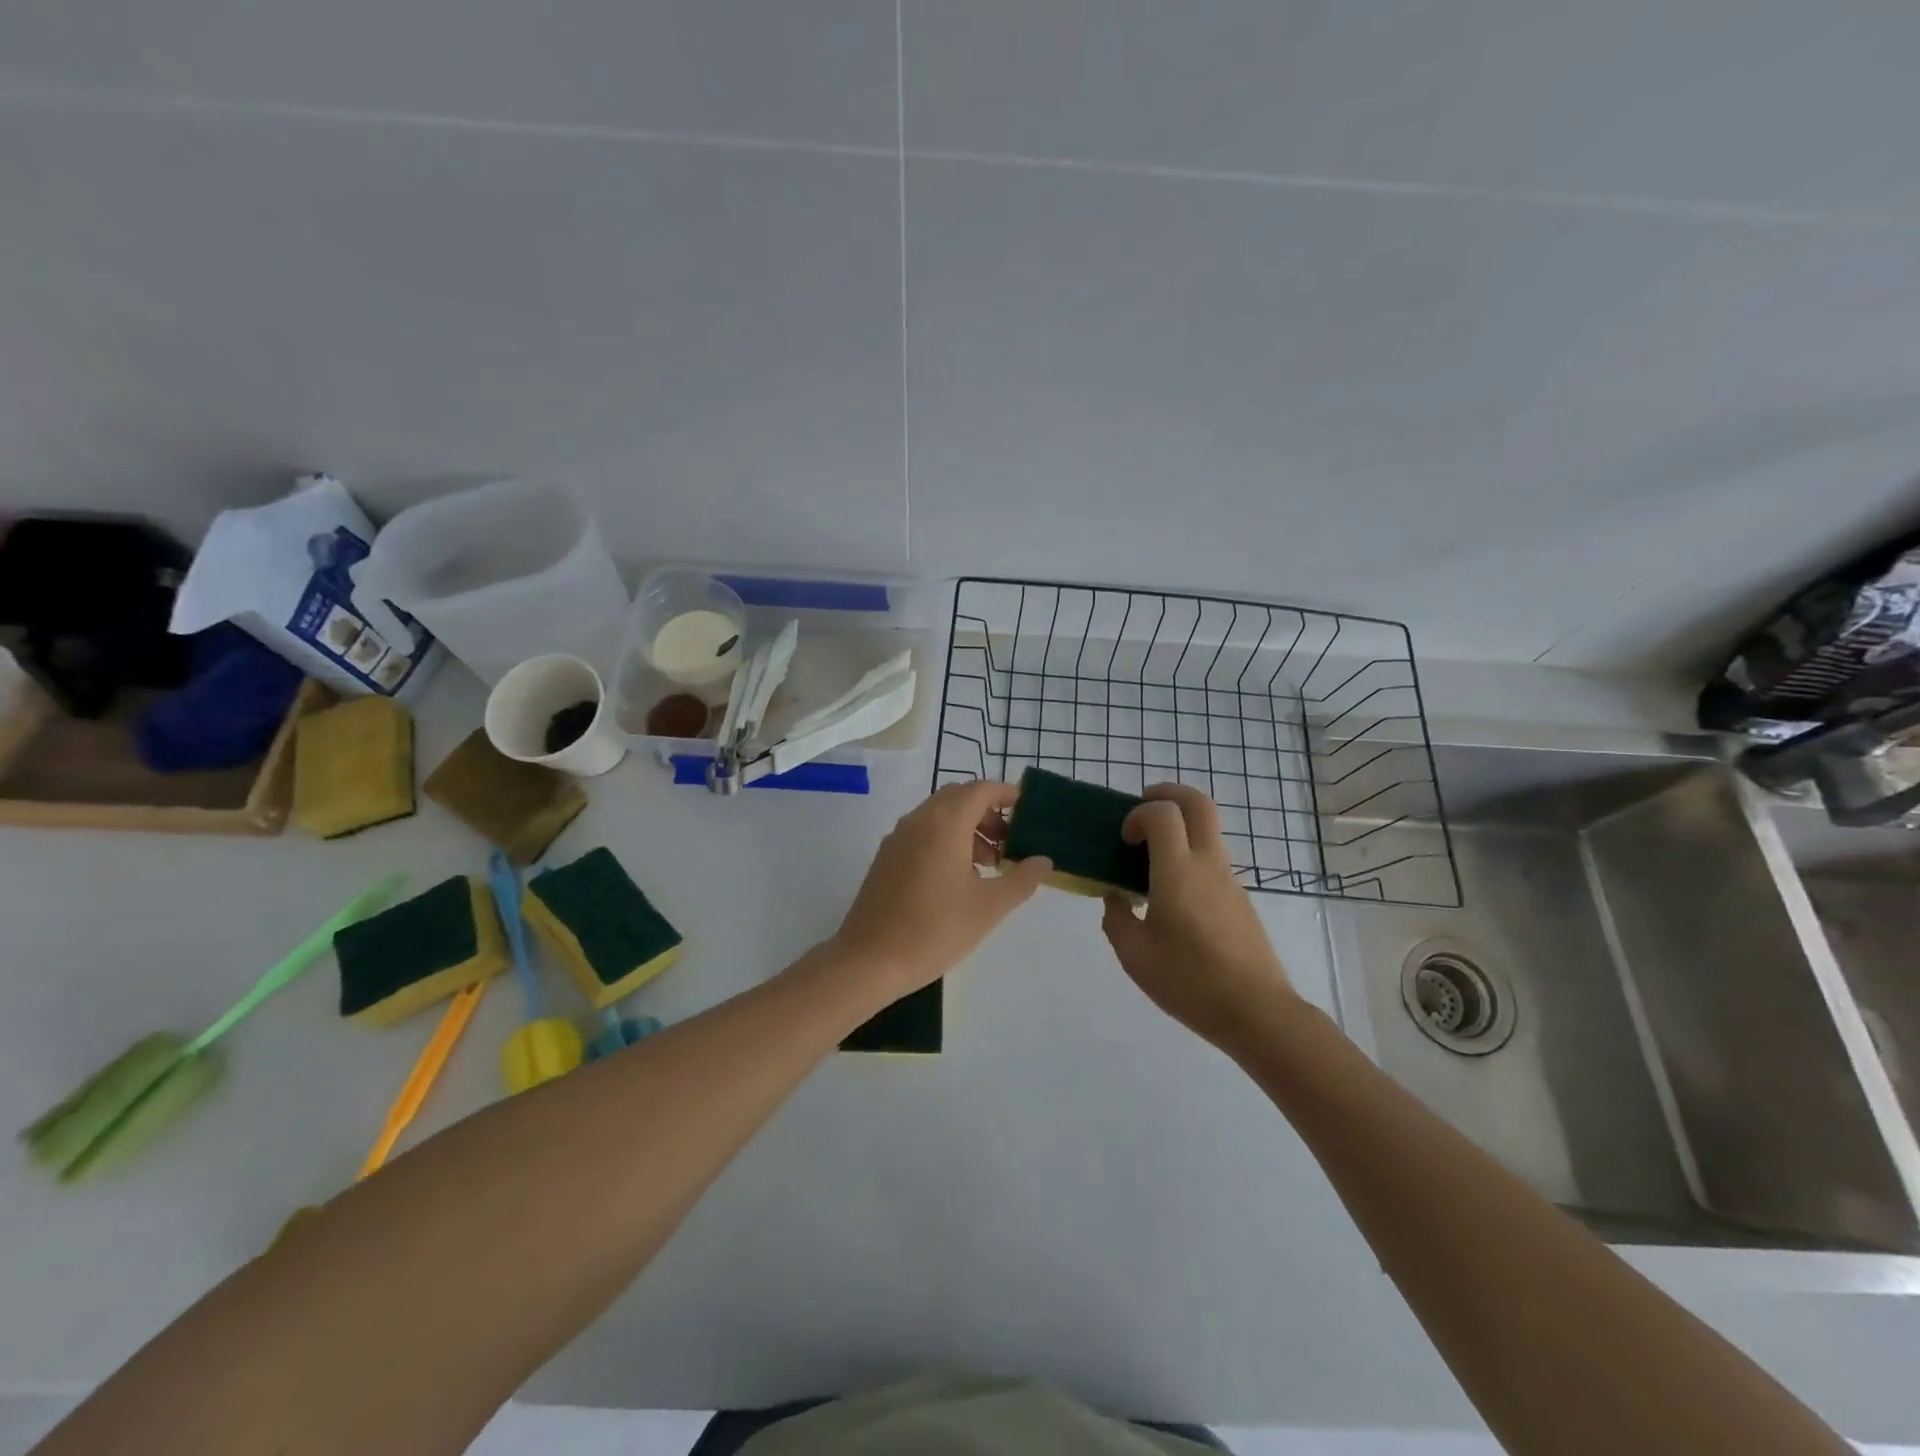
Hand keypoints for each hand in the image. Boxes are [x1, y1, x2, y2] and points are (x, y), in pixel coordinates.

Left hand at [830, 781, 1052, 997]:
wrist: (869, 960)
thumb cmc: (935, 930)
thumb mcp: (989, 908)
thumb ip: (1021, 880)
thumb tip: (1043, 861)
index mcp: (945, 823)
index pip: (980, 789)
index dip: (1006, 794)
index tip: (1027, 810)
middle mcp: (919, 820)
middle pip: (958, 797)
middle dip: (987, 812)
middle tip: (1009, 841)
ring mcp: (898, 837)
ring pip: (938, 814)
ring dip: (967, 827)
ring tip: (988, 864)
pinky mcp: (886, 857)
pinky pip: (922, 831)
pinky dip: (945, 838)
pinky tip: (957, 877)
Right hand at [1101, 783, 1295, 1048]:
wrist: (1257, 1012)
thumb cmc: (1190, 982)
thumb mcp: (1135, 956)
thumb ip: (1116, 919)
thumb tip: (1116, 897)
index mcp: (1178, 872)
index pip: (1162, 813)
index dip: (1138, 814)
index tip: (1124, 840)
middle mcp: (1207, 865)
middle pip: (1198, 803)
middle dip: (1168, 794)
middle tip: (1143, 810)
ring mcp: (1229, 881)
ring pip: (1208, 831)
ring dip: (1179, 829)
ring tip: (1150, 863)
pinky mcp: (1240, 900)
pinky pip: (1212, 861)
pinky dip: (1189, 858)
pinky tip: (1172, 899)